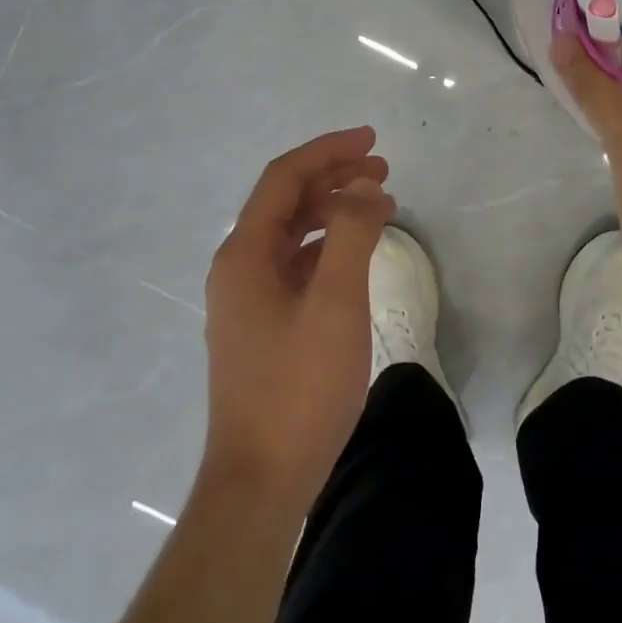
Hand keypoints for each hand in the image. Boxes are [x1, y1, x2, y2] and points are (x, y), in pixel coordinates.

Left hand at [201, 127, 394, 512]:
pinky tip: (355, 254)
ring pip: (292, 233)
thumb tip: (365, 189)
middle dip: (334, 177)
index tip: (372, 140)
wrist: (260, 482)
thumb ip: (352, 235)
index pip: (285, 178)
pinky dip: (326, 247)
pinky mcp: (261, 325)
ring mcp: (246, 298)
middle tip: (383, 170)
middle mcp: (238, 267)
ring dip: (333, 211)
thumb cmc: (298, 387)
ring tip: (379, 205)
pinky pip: (294, 265)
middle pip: (286, 201)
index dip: (328, 151)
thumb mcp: (335, 303)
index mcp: (244, 253)